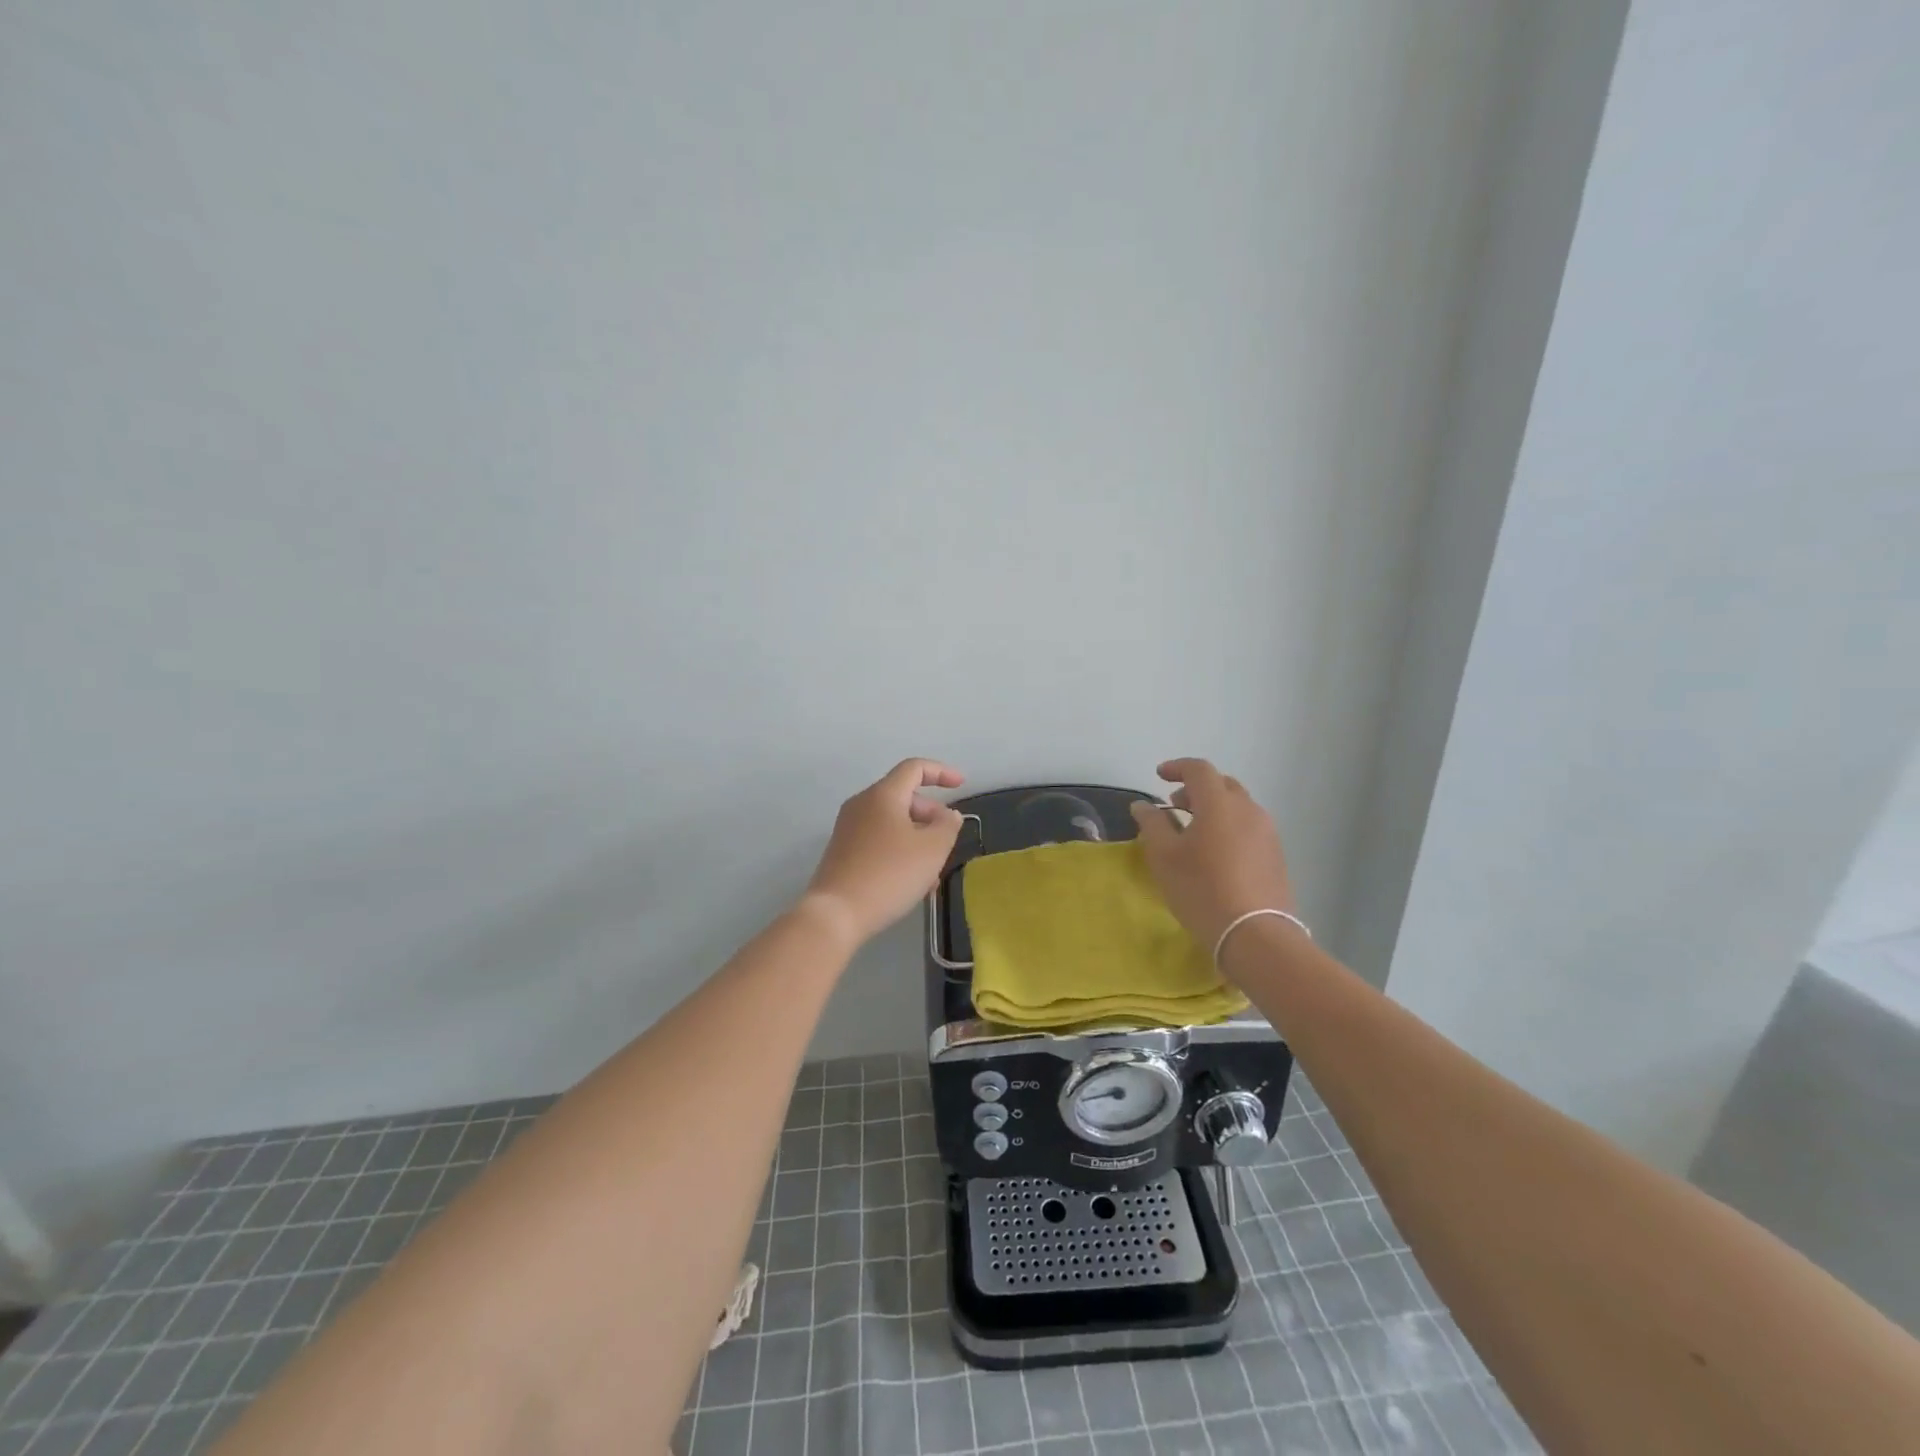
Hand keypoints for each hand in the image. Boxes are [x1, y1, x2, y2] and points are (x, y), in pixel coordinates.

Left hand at [803, 759, 966, 945]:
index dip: (941, 772)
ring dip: (917, 836)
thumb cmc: (889, 874)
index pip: (914, 768)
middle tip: (947, 836)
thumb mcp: (932, 850)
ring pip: (891, 821)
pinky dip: (900, 849)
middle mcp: (862, 804)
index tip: (961, 785)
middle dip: (930, 812)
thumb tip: (948, 814)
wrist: (836, 913)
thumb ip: (947, 826)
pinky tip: (912, 881)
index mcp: (883, 795)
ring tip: (934, 868)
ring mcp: (848, 828)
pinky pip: (878, 840)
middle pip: (902, 795)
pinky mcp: (842, 852)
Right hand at [1129, 758, 1295, 958]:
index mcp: (1219, 803)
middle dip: (1197, 788)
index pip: (1199, 769)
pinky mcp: (1276, 854)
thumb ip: (1152, 824)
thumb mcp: (1164, 856)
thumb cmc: (1201, 889)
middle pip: (1222, 784)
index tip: (1159, 776)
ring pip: (1238, 806)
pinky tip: (1216, 852)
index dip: (1177, 767)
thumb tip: (1143, 805)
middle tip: (1175, 804)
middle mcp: (1248, 809)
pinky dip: (1229, 826)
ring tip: (1194, 830)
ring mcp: (1267, 832)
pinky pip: (1249, 826)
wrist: (1255, 934)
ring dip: (1214, 808)